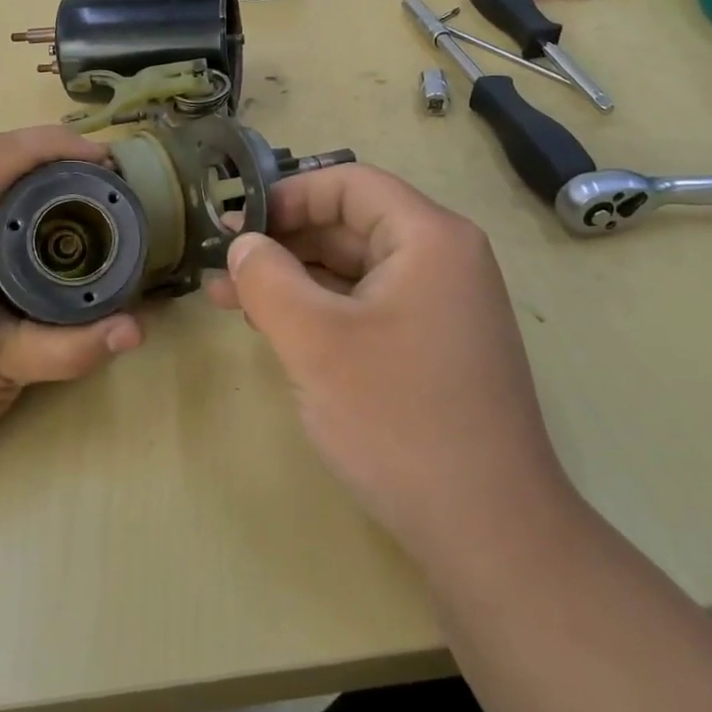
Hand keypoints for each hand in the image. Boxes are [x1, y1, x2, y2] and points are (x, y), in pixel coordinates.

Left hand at [0, 127, 142, 498]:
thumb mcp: (0, 374)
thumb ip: (71, 349)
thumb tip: (138, 329)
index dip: (55, 144)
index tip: (105, 161)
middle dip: (49, 156)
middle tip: (102, 184)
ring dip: (26, 180)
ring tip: (76, 205)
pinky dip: (3, 205)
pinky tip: (29, 242)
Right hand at [207, 164, 570, 565]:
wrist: (488, 528)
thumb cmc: (398, 419)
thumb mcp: (315, 341)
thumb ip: (267, 279)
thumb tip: (244, 244)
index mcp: (430, 237)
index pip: (350, 184)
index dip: (288, 195)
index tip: (238, 223)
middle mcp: (444, 260)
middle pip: (352, 225)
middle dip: (284, 242)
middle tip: (223, 265)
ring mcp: (443, 306)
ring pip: (356, 270)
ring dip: (296, 279)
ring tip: (232, 299)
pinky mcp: (434, 347)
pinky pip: (370, 307)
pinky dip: (323, 311)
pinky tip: (278, 328)